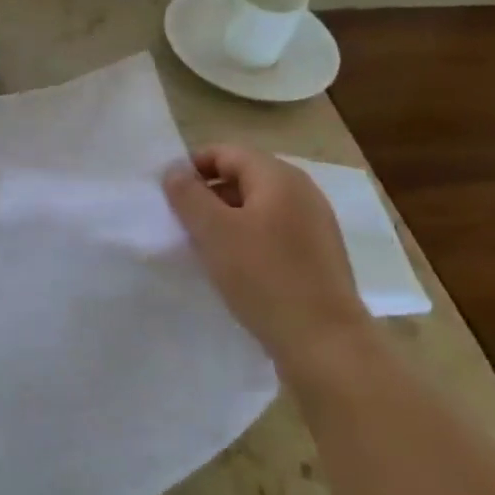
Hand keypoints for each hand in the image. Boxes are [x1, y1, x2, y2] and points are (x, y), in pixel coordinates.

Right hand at [164, 144, 370, 370]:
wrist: (325, 343)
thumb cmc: (264, 277)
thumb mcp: (213, 231)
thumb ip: (188, 194)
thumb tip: (174, 170)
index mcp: (279, 177)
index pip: (226, 152)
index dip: (193, 167)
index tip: (169, 195)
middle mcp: (303, 191)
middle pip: (243, 176)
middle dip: (209, 194)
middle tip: (183, 223)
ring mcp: (315, 223)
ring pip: (258, 206)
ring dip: (227, 218)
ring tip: (206, 247)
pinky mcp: (319, 254)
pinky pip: (274, 231)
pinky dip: (249, 238)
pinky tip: (237, 267)